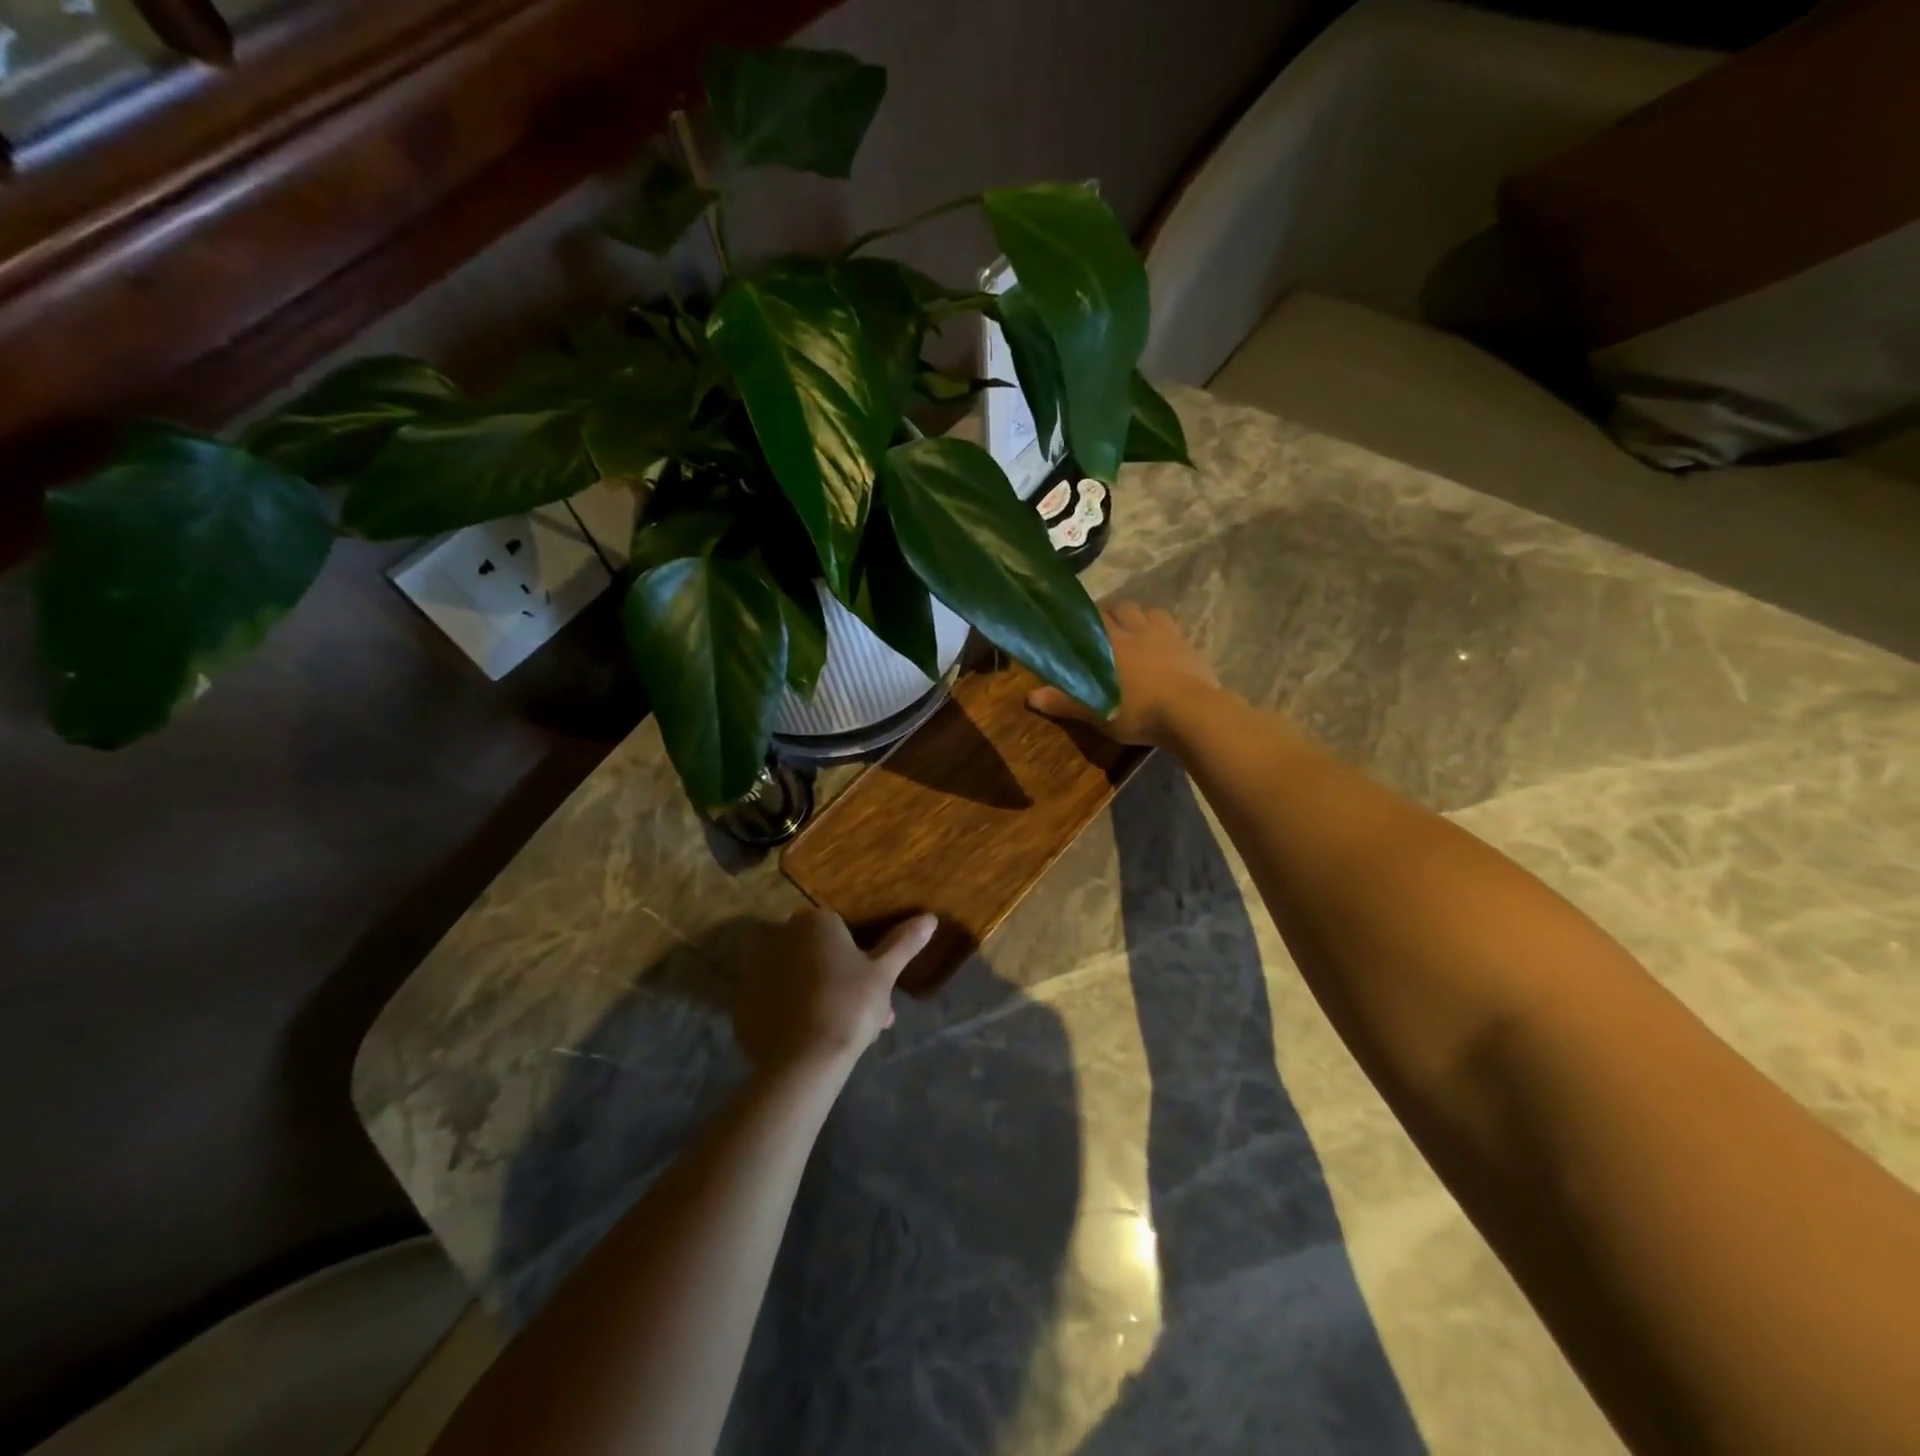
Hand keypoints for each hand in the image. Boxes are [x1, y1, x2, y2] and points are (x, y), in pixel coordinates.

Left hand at [733, 909, 936, 1074]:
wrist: (803, 1061)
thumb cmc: (850, 1006)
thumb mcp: (884, 974)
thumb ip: (903, 943)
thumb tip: (930, 918)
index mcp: (815, 921)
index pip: (840, 931)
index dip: (860, 961)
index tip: (874, 989)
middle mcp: (780, 935)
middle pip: (816, 954)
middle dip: (838, 979)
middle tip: (861, 1014)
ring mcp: (756, 969)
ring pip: (795, 977)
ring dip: (814, 994)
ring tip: (837, 1033)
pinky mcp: (741, 1002)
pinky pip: (773, 1000)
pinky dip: (788, 1012)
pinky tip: (808, 1037)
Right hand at [1028, 601, 1223, 746]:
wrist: (1192, 713)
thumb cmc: (1139, 712)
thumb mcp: (1097, 712)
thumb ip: (1065, 702)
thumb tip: (1030, 697)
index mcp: (1111, 641)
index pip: (1092, 616)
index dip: (1084, 618)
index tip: (1077, 626)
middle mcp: (1136, 629)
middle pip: (1121, 607)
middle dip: (1111, 614)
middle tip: (1104, 632)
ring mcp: (1166, 634)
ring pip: (1148, 612)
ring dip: (1138, 618)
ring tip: (1133, 633)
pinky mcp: (1189, 644)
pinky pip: (1172, 628)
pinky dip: (1163, 631)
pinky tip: (1162, 645)